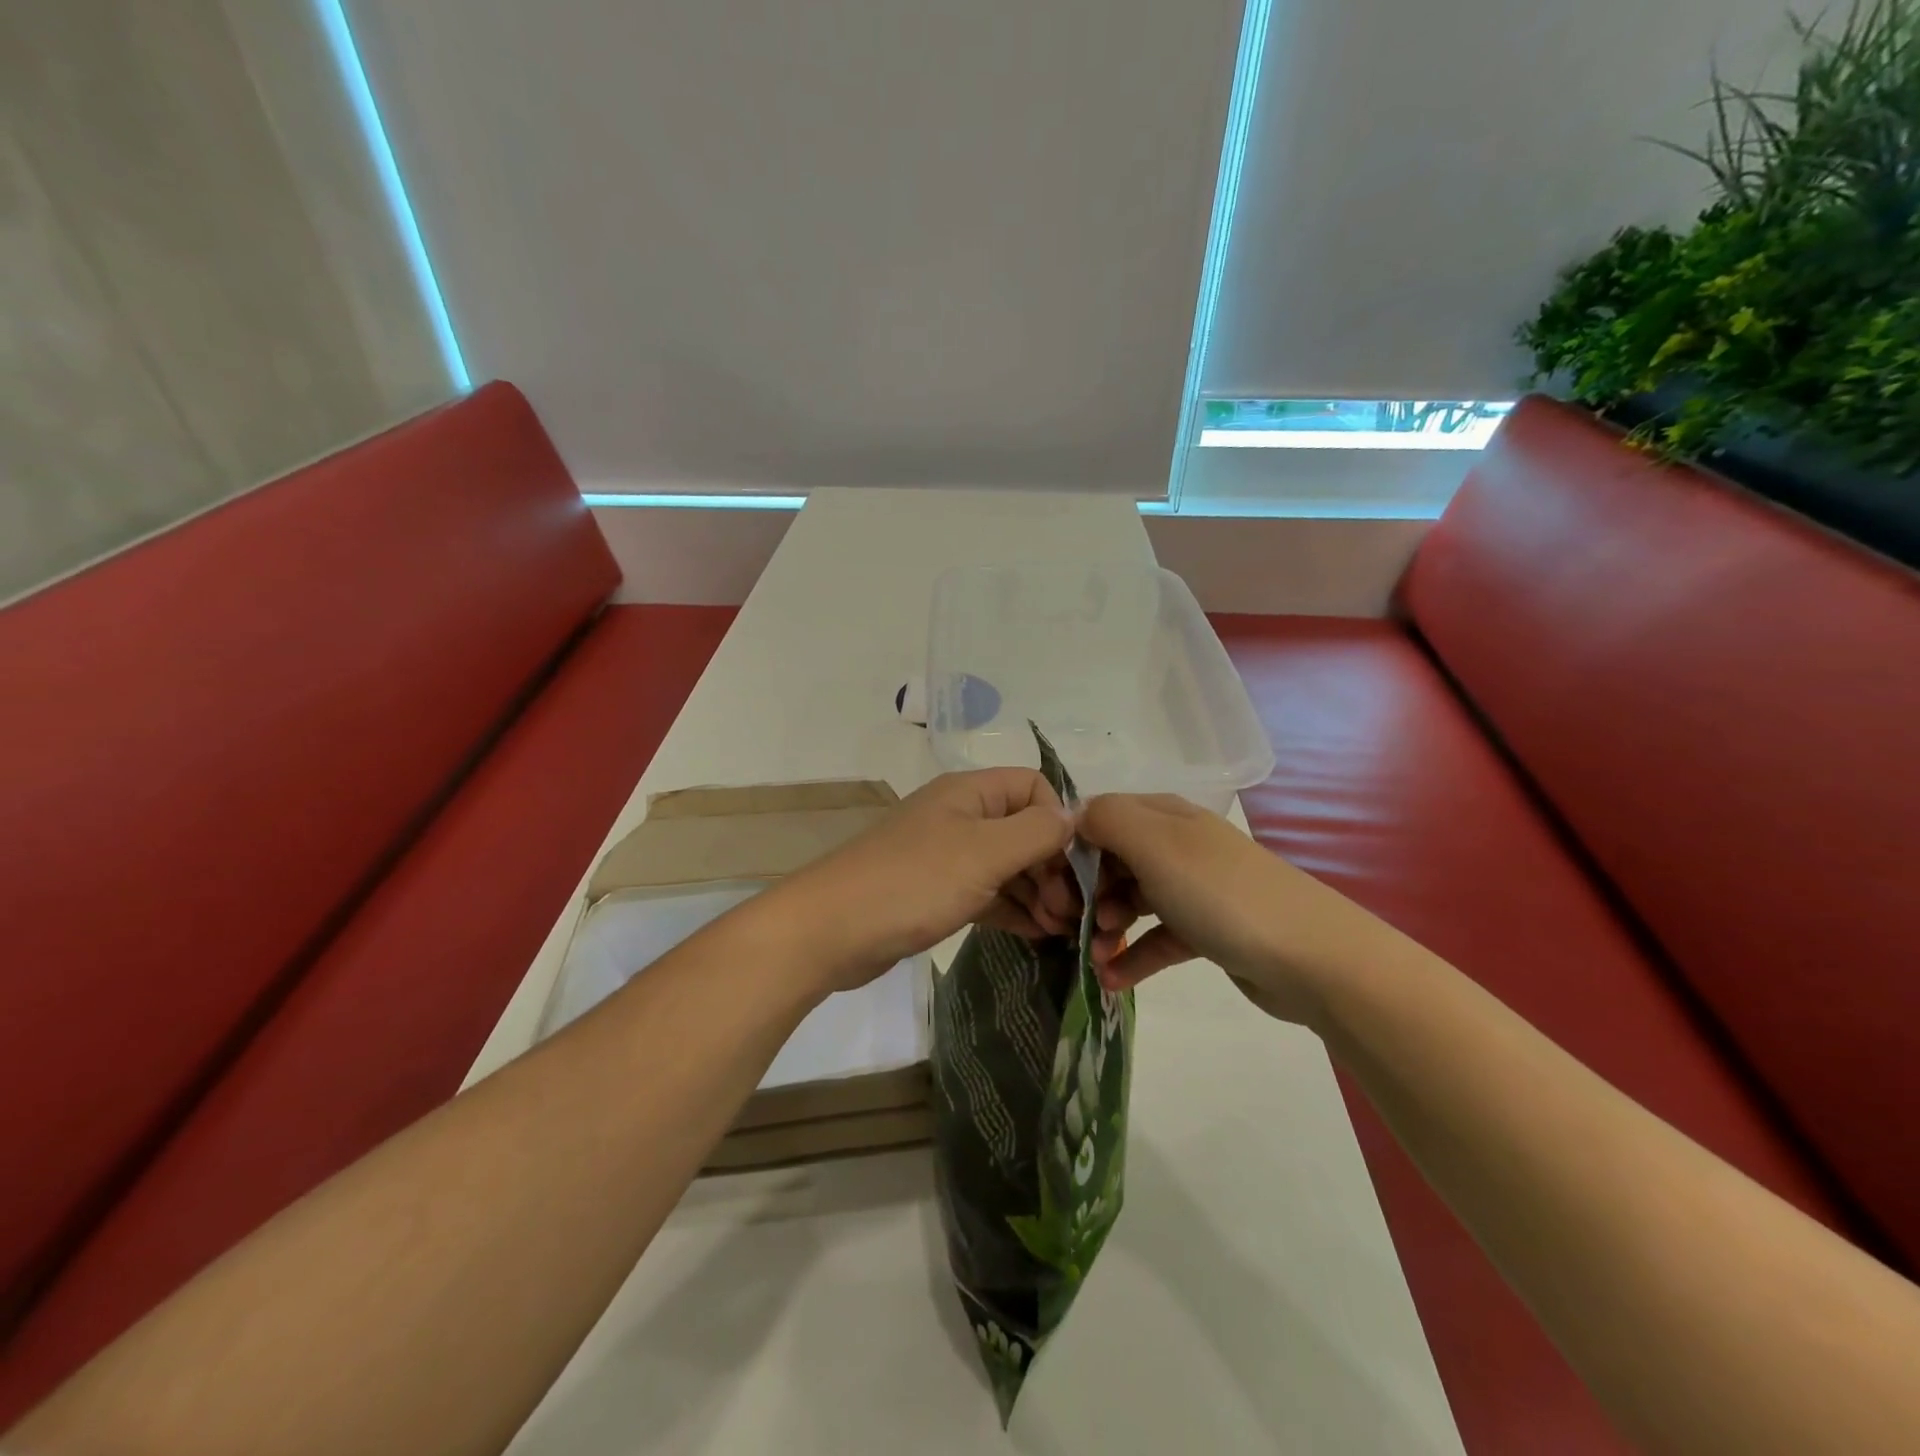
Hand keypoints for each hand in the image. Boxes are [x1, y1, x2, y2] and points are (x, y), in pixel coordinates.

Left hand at [770, 769, 1099, 994]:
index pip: (1034, 788)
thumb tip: (1074, 817)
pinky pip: (988, 894)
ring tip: (1062, 930)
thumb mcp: (984, 853)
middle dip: (1053, 867)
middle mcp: (961, 816)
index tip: (1073, 868)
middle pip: (1024, 830)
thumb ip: (1036, 832)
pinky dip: (1013, 910)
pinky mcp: (936, 892)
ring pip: (1008, 866)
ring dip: (1038, 893)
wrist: (831, 930)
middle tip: (1072, 914)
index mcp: (970, 792)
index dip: (1059, 822)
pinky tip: (1038, 934)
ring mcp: (947, 856)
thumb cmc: (913, 881)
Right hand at [1079, 793, 1376, 1026]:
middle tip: (1072, 924)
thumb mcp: (1156, 844)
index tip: (1055, 885)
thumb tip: (1074, 817)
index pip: (1101, 818)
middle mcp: (1177, 846)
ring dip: (1106, 925)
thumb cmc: (1221, 894)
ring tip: (1095, 955)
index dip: (1073, 848)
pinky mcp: (1206, 931)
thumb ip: (1107, 820)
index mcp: (1164, 816)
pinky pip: (1157, 938)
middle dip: (1086, 891)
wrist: (1311, 957)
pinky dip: (1134, 956)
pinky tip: (1112, 981)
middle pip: (1113, 860)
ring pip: (1132, 900)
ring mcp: (1193, 889)